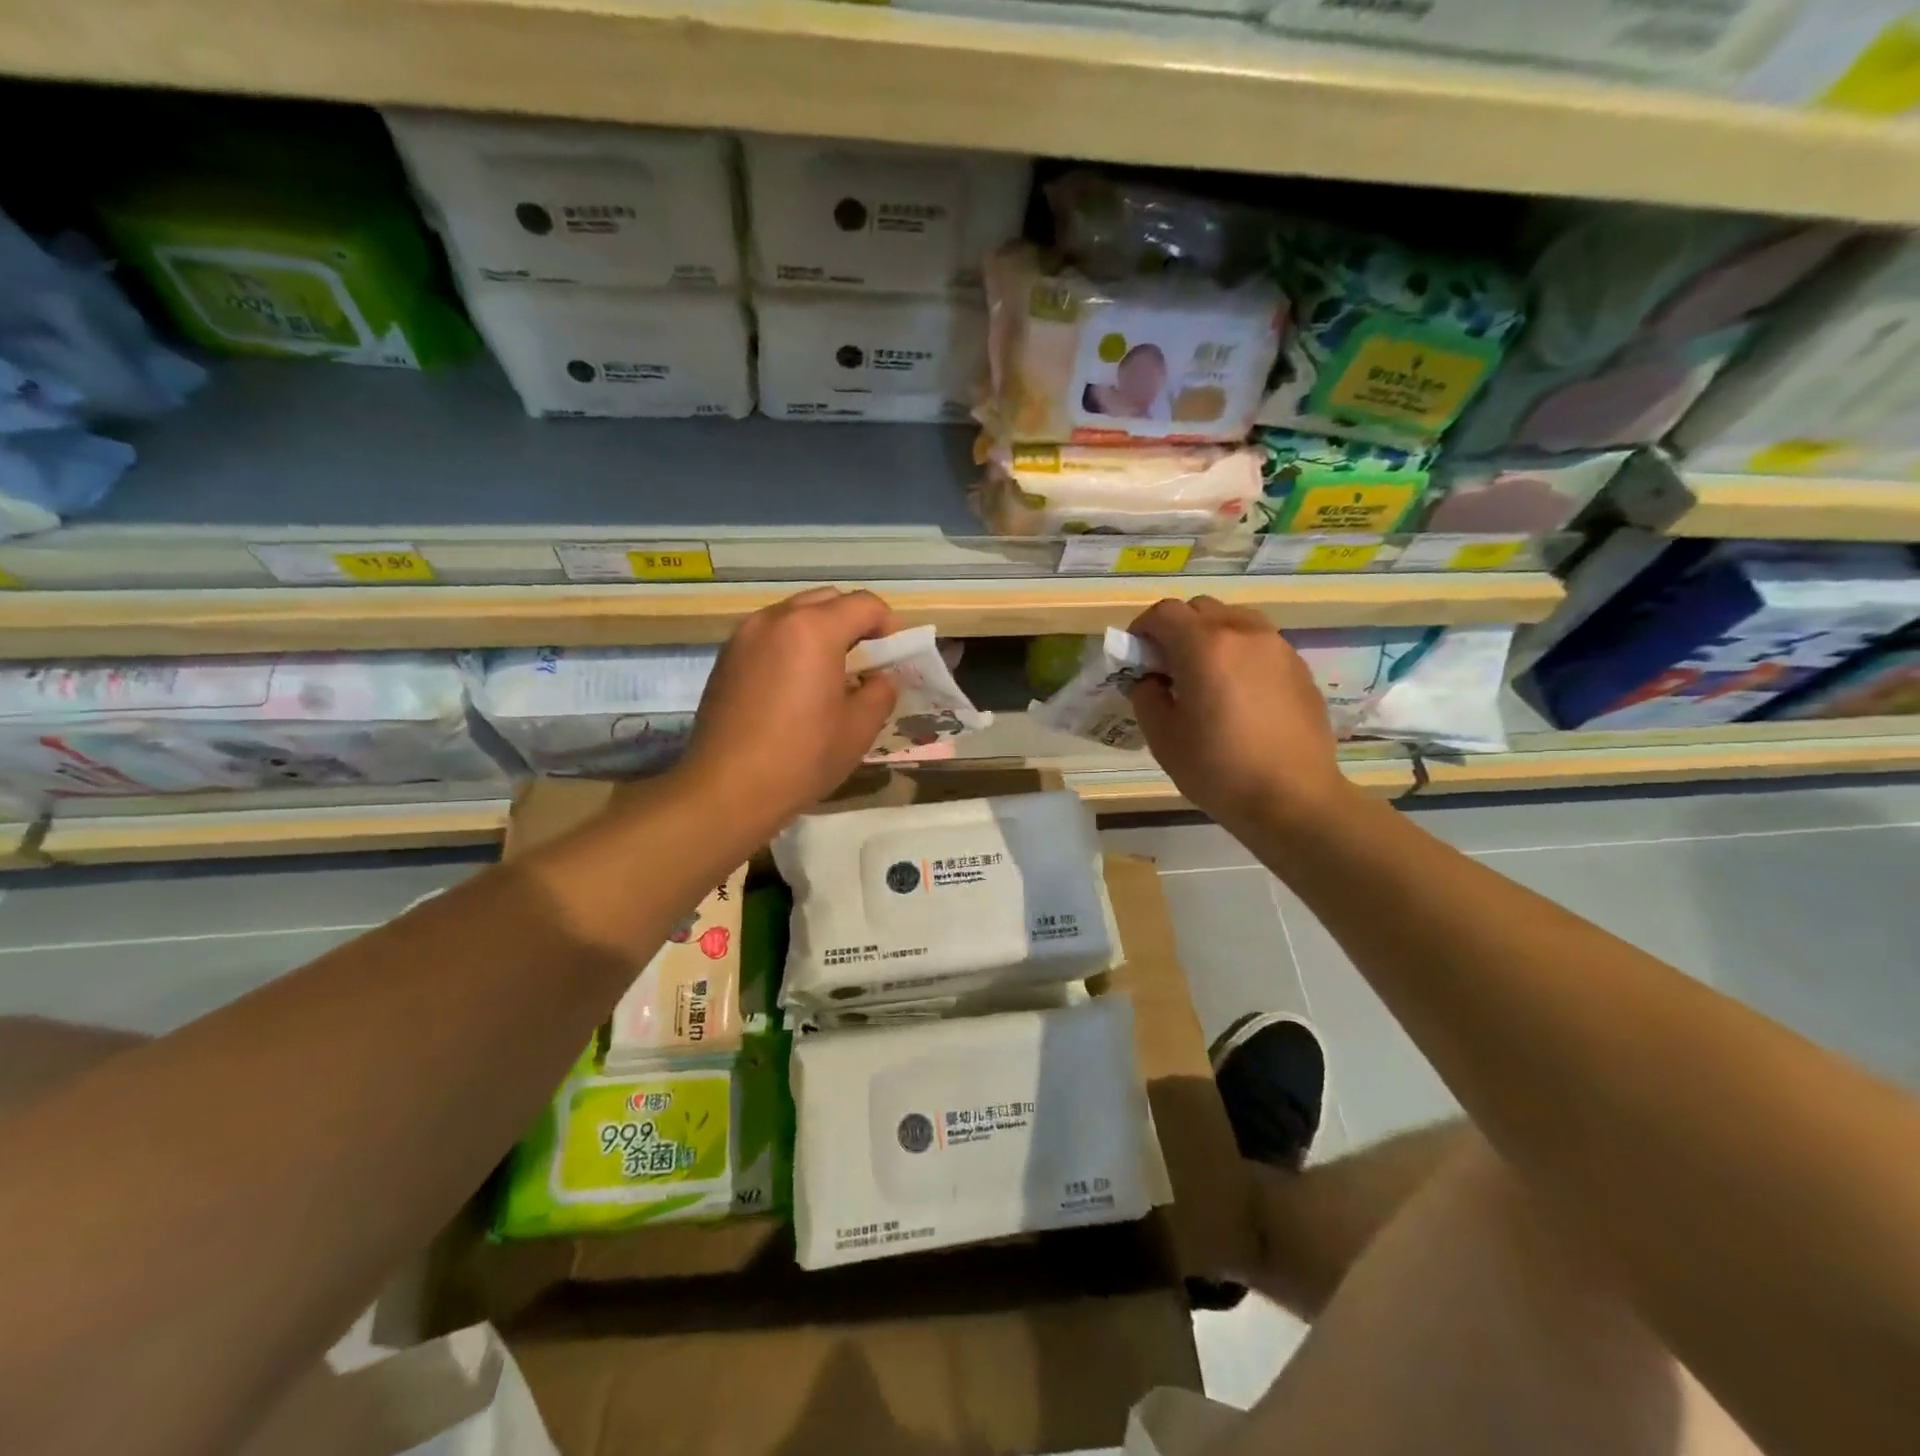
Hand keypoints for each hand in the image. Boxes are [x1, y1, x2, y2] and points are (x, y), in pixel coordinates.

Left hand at [677, 587, 897, 832]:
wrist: (726, 789)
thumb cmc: (801, 757)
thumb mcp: (859, 728)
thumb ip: (880, 691)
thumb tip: (880, 679)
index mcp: (814, 629)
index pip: (865, 604)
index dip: (889, 625)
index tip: (895, 657)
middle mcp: (776, 618)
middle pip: (828, 600)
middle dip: (854, 622)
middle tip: (866, 661)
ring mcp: (745, 635)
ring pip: (794, 614)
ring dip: (820, 631)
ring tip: (830, 673)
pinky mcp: (725, 657)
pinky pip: (769, 635)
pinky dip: (790, 645)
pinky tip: (795, 686)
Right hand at [1126, 596, 1348, 831]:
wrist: (1294, 798)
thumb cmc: (1219, 769)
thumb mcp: (1163, 738)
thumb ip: (1147, 696)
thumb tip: (1151, 680)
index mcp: (1204, 645)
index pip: (1164, 613)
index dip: (1143, 629)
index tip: (1137, 656)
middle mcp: (1243, 633)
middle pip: (1201, 608)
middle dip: (1177, 629)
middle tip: (1169, 667)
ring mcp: (1277, 647)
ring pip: (1235, 620)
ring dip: (1211, 636)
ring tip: (1206, 676)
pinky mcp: (1299, 667)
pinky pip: (1260, 644)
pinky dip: (1240, 653)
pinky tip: (1239, 694)